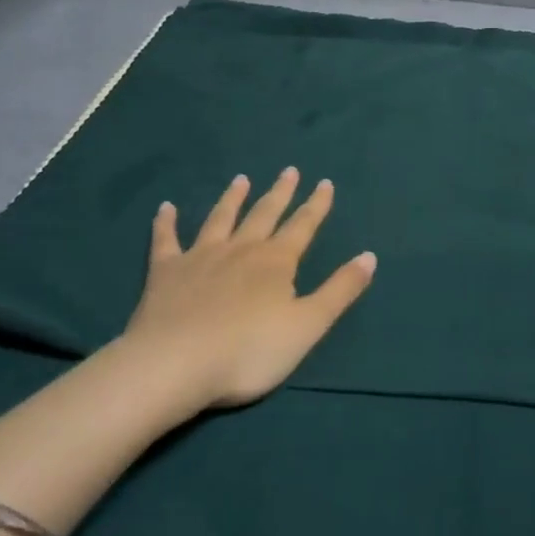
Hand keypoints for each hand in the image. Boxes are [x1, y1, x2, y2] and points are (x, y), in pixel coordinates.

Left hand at [117, 169, 375, 413]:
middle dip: (279, 193)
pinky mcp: (165, 272)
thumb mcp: (308, 325)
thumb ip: (340, 290)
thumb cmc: (249, 351)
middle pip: (264, 215)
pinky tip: (165, 208)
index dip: (316, 206)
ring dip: (232, 198)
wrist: (175, 365)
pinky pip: (166, 240)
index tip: (325, 183)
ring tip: (241, 179)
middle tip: (289, 170)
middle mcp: (240, 250)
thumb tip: (369, 256)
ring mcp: (200, 257)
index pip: (302, 226)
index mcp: (276, 262)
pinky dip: (166, 223)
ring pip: (220, 219)